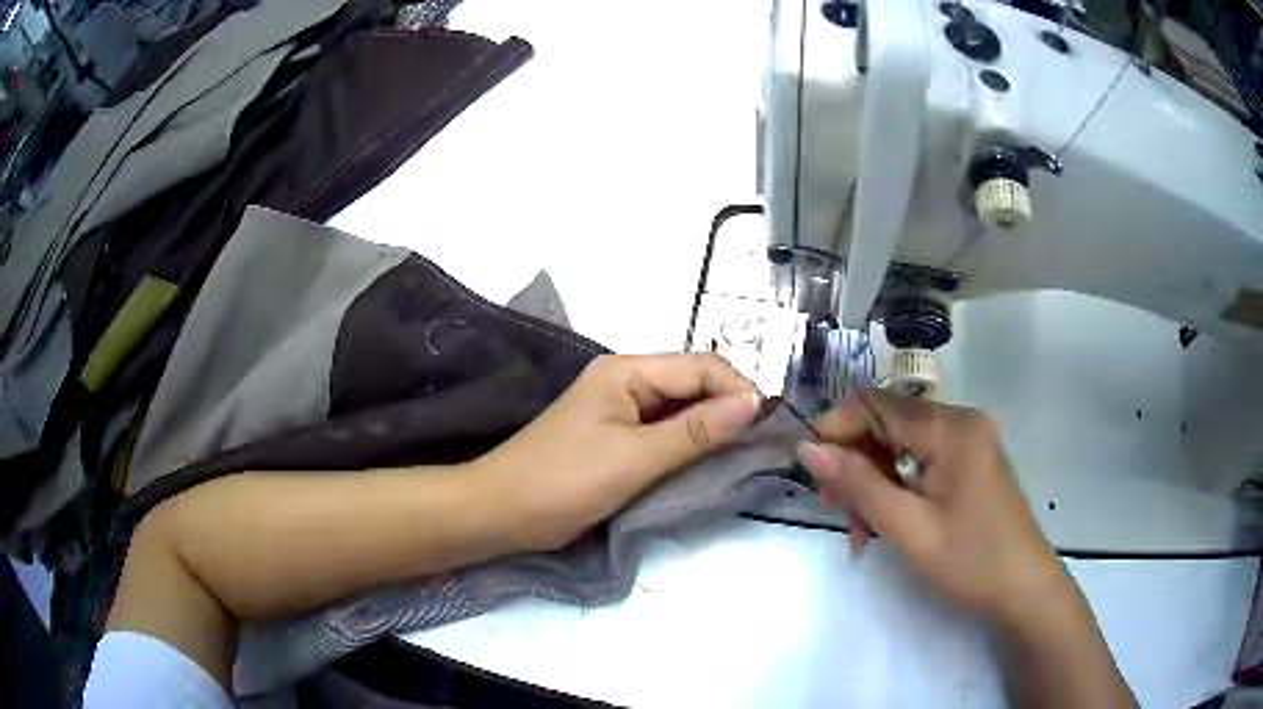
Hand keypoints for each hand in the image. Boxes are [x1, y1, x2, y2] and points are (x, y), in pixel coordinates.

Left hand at [474, 353, 761, 552]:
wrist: (501, 513)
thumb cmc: (563, 481)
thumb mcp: (635, 458)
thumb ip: (696, 430)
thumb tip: (755, 403)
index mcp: (627, 371)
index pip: (701, 367)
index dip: (739, 391)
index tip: (769, 427)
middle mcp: (626, 382)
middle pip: (693, 385)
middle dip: (728, 410)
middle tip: (760, 447)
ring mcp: (620, 411)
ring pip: (681, 410)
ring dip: (711, 430)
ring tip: (742, 457)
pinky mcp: (616, 438)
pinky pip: (664, 433)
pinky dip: (688, 446)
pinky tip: (706, 465)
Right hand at [797, 391, 1076, 628]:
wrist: (1024, 590)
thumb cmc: (970, 561)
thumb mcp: (908, 527)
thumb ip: (858, 483)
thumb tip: (808, 449)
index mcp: (950, 427)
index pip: (876, 404)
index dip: (836, 429)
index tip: (808, 469)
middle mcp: (961, 421)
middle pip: (888, 425)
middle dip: (854, 464)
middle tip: (834, 510)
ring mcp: (969, 442)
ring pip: (901, 446)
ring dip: (873, 482)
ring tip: (860, 530)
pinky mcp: (971, 463)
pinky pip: (921, 462)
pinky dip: (897, 488)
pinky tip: (885, 523)